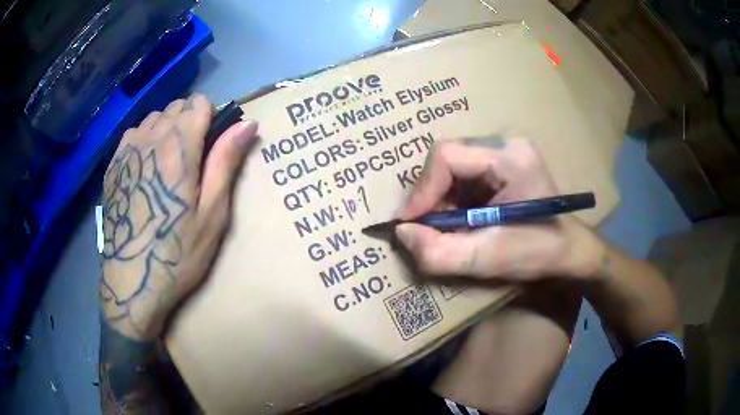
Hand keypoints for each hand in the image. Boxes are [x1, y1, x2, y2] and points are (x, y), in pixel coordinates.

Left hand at [100, 94, 257, 339]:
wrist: (132, 280)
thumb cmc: (177, 251)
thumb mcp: (212, 214)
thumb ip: (226, 162)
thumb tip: (248, 123)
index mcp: (179, 148)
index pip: (198, 103)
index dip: (210, 117)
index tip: (210, 144)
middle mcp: (150, 139)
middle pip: (176, 106)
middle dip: (189, 122)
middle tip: (192, 159)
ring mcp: (127, 151)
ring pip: (154, 117)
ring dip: (166, 129)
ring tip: (167, 164)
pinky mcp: (113, 165)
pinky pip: (134, 133)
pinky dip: (145, 139)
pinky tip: (145, 168)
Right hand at [395, 138, 603, 281]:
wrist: (566, 250)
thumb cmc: (537, 253)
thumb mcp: (487, 260)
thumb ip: (439, 252)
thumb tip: (402, 233)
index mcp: (510, 159)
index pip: (447, 156)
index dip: (423, 190)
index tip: (411, 224)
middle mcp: (506, 145)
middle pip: (447, 158)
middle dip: (431, 195)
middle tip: (426, 228)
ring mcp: (504, 151)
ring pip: (451, 165)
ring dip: (440, 198)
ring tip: (444, 227)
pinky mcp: (501, 162)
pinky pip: (462, 173)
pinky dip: (451, 198)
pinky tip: (459, 219)